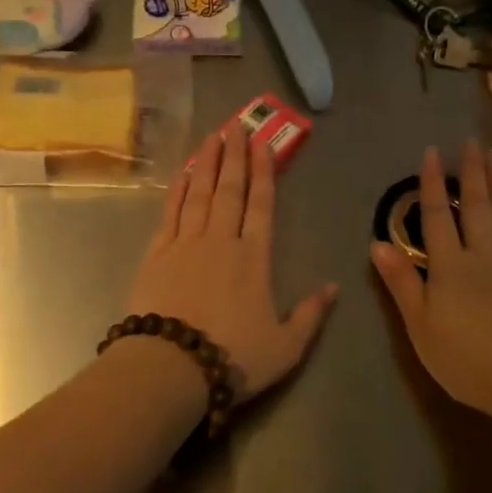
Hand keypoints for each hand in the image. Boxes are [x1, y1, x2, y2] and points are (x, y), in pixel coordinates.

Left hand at [127, 123, 338, 404]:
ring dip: (207, 163)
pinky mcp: (157, 254)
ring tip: (212, 136)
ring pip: (200, 193)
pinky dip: (178, 190)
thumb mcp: (286, 347)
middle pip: (230, 190)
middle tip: (236, 125)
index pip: (261, 204)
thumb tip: (334, 287)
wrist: (170, 367)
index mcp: (254, 258)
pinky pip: (170, 212)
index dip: (263, 172)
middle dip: (235, 156)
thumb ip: (310, 315)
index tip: (262, 143)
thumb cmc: (232, 357)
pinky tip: (183, 173)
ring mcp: (186, 243)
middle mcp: (221, 241)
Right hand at [371, 142, 491, 429]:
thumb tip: (377, 243)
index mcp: (450, 266)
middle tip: (472, 142)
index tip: (432, 153)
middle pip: (475, 205)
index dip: (431, 183)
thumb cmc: (468, 359)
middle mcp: (483, 253)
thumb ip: (402, 283)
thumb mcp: (422, 327)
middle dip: (472, 172)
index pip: (436, 215)